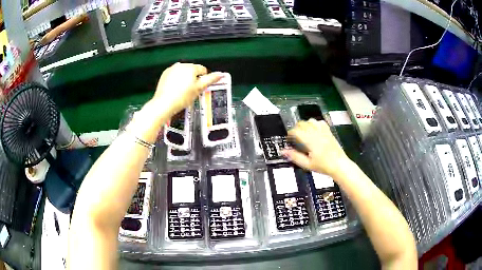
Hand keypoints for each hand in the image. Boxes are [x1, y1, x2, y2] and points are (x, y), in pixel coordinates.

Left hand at [152, 63, 222, 117]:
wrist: (164, 103)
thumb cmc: (180, 98)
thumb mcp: (199, 89)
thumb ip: (210, 80)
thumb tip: (220, 74)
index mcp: (191, 67)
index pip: (203, 70)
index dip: (203, 79)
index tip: (199, 87)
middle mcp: (181, 65)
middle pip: (192, 70)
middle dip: (193, 79)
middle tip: (191, 91)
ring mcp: (172, 69)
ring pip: (183, 72)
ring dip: (185, 79)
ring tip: (182, 91)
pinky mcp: (165, 74)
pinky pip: (174, 75)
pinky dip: (176, 81)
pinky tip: (175, 90)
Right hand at [282, 119, 349, 176]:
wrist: (339, 165)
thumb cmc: (324, 166)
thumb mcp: (307, 164)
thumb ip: (295, 156)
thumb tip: (284, 151)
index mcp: (310, 140)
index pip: (296, 131)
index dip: (290, 133)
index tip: (289, 138)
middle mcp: (316, 133)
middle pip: (302, 123)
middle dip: (296, 128)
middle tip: (295, 137)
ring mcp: (323, 131)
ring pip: (311, 120)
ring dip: (305, 125)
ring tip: (304, 133)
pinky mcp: (329, 132)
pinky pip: (320, 122)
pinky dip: (315, 123)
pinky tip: (314, 130)